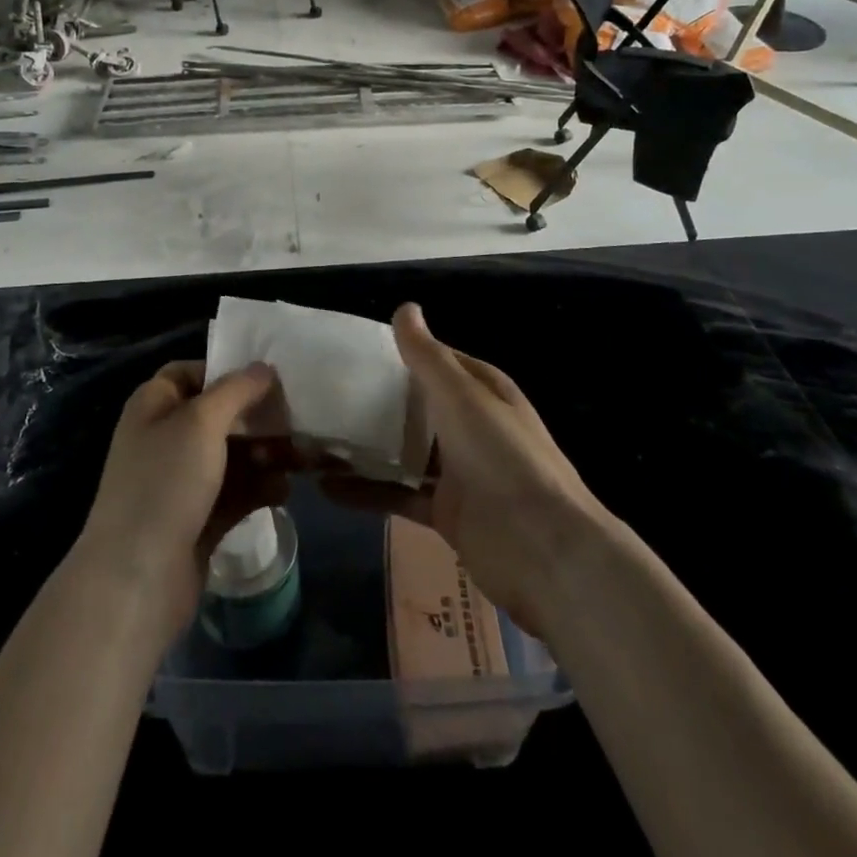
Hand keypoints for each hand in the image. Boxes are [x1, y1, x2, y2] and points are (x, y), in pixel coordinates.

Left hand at [74, 360, 288, 638]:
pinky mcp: (198, 519)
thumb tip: (263, 367)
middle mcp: (165, 438)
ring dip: (265, 454)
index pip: (190, 372)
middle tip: (297, 420)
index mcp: (154, 406)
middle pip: (219, 415)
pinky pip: (235, 493)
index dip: (226, 371)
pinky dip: (259, 488)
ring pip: (231, 455)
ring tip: (301, 459)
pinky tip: (285, 491)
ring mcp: (181, 482)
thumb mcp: (201, 422)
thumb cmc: (165, 483)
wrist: (137, 580)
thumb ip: (236, 389)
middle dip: (257, 418)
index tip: (268, 378)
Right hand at [327, 304, 610, 638]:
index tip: (351, 351)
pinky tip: (325, 487)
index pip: (434, 360)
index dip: (398, 354)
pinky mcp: (444, 510)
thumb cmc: (503, 457)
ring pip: (403, 450)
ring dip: (366, 447)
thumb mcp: (462, 397)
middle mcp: (469, 425)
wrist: (542, 550)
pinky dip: (366, 491)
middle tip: (322, 393)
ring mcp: (457, 470)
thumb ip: (428, 356)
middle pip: (415, 405)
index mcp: (480, 390)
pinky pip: (398, 493)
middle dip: (375, 400)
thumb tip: (405, 307)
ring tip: (313, 438)